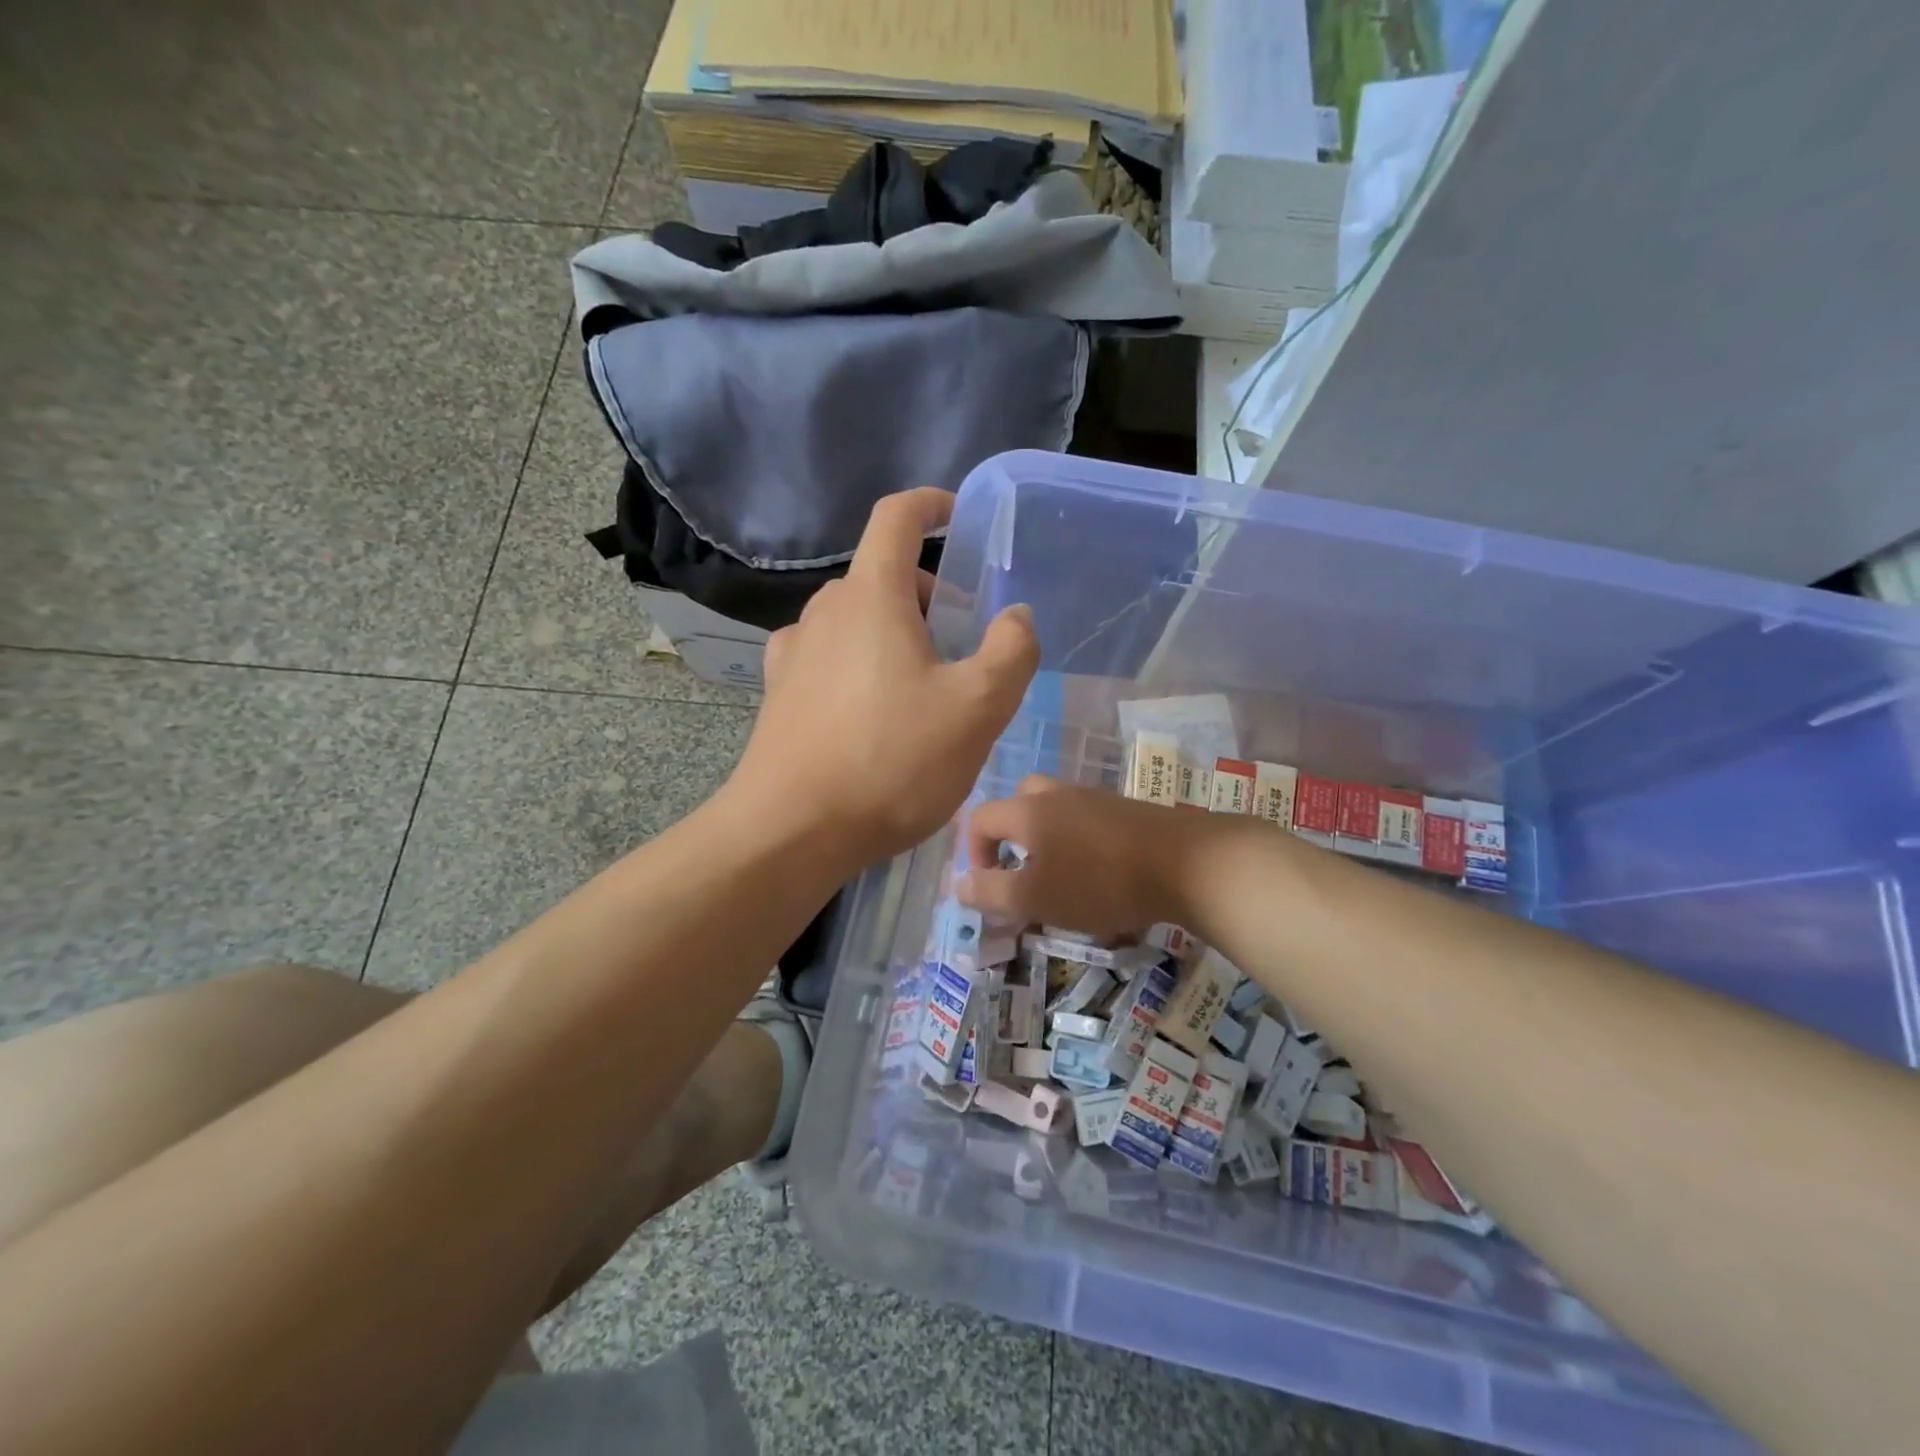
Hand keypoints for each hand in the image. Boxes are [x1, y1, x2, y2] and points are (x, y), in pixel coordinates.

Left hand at [727, 488, 1039, 869]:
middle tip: (961, 645)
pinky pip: (829, 657)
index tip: (957, 517)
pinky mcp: (779, 693)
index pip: (896, 517)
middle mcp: (825, 612)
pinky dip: (859, 663)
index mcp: (871, 597)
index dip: (930, 505)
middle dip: (928, 596)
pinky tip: (872, 709)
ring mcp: (794, 653)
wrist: (792, 831)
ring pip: (856, 620)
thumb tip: (1016, 616)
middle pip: (883, 577)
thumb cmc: (891, 761)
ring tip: (923, 688)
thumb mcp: (977, 708)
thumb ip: (1011, 651)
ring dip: (894, 633)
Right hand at [958, 776, 1199, 938]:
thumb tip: (958, 885)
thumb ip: (991, 892)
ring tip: (1058, 875)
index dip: (971, 852)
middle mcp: (1056, 794)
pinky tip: (1096, 871)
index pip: (979, 818)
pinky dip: (1076, 839)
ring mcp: (1093, 797)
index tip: (989, 887)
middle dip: (1008, 836)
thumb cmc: (1100, 882)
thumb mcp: (1036, 897)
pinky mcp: (1124, 808)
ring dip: (1044, 837)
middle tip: (1021, 871)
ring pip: (1053, 808)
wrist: (1186, 863)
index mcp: (1027, 810)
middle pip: (1017, 801)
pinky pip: (1084, 817)